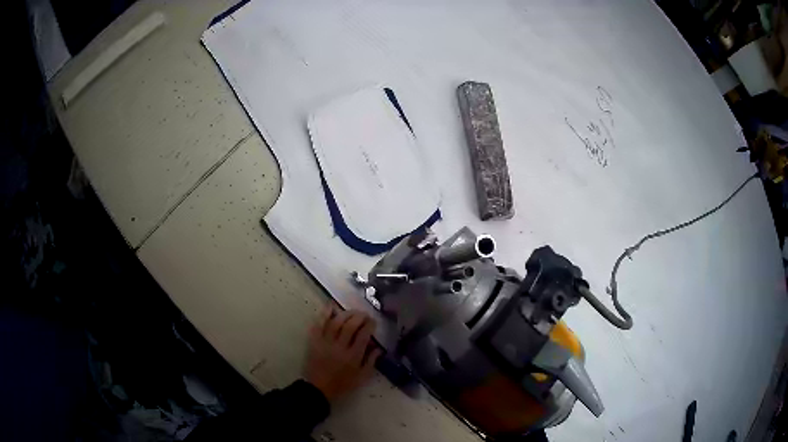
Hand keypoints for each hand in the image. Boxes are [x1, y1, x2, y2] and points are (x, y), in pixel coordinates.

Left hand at [305, 305, 381, 400]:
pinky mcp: (314, 341)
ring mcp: (325, 343)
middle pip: (350, 326)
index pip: (363, 335)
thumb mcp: (362, 377)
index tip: (373, 321)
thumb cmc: (343, 384)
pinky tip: (331, 306)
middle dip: (359, 317)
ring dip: (345, 314)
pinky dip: (324, 314)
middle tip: (364, 314)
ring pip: (336, 323)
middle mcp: (339, 347)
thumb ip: (371, 361)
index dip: (369, 325)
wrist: (319, 388)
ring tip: (352, 311)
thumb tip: (378, 347)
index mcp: (353, 357)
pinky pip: (319, 324)